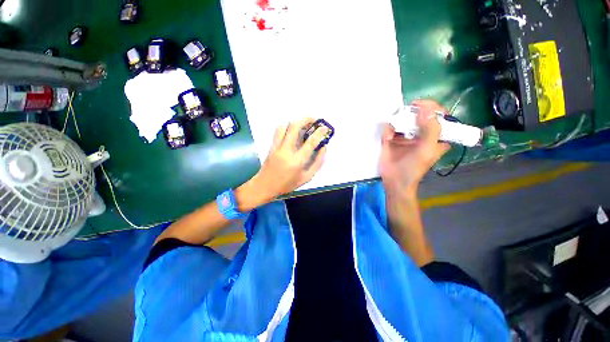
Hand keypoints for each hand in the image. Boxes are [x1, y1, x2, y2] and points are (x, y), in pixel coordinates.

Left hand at [241, 118, 328, 205]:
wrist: (265, 186)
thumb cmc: (287, 184)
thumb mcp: (306, 177)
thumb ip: (317, 163)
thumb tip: (323, 148)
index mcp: (297, 161)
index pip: (310, 142)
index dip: (319, 132)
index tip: (324, 127)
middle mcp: (286, 150)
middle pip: (295, 127)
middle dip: (306, 119)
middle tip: (314, 120)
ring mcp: (277, 147)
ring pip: (285, 126)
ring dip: (295, 121)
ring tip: (303, 124)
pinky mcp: (272, 146)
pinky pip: (278, 131)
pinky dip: (286, 126)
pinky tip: (292, 130)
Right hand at [380, 100, 449, 195]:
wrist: (393, 181)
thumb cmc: (413, 169)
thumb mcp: (426, 150)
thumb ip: (431, 130)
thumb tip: (425, 109)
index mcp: (436, 135)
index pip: (439, 114)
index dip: (431, 107)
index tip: (418, 106)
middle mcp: (421, 132)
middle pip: (418, 113)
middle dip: (409, 113)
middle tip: (402, 117)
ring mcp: (405, 134)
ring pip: (402, 119)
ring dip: (396, 122)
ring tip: (393, 133)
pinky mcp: (391, 138)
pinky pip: (389, 127)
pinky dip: (387, 130)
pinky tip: (387, 138)